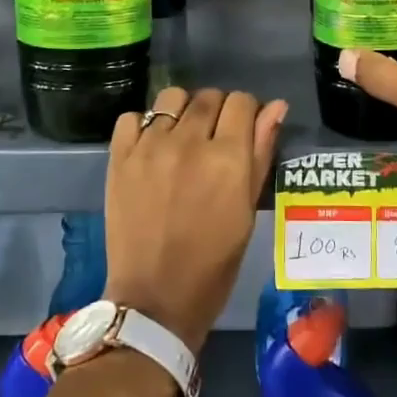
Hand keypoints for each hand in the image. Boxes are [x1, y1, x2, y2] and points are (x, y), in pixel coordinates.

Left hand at [103, 86, 288, 353]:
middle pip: (209, 96)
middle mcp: (189, 142)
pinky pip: (132, 117)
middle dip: (218, 111)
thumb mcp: (248, 209)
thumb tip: (276, 107)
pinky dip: (144, 125)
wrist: (155, 299)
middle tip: (214, 140)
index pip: (242, 102)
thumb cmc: (214, 262)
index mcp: (227, 157)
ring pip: (171, 97)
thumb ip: (261, 152)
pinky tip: (152, 147)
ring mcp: (150, 147)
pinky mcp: (119, 158)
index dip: (248, 112)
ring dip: (183, 110)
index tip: (243, 130)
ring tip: (182, 137)